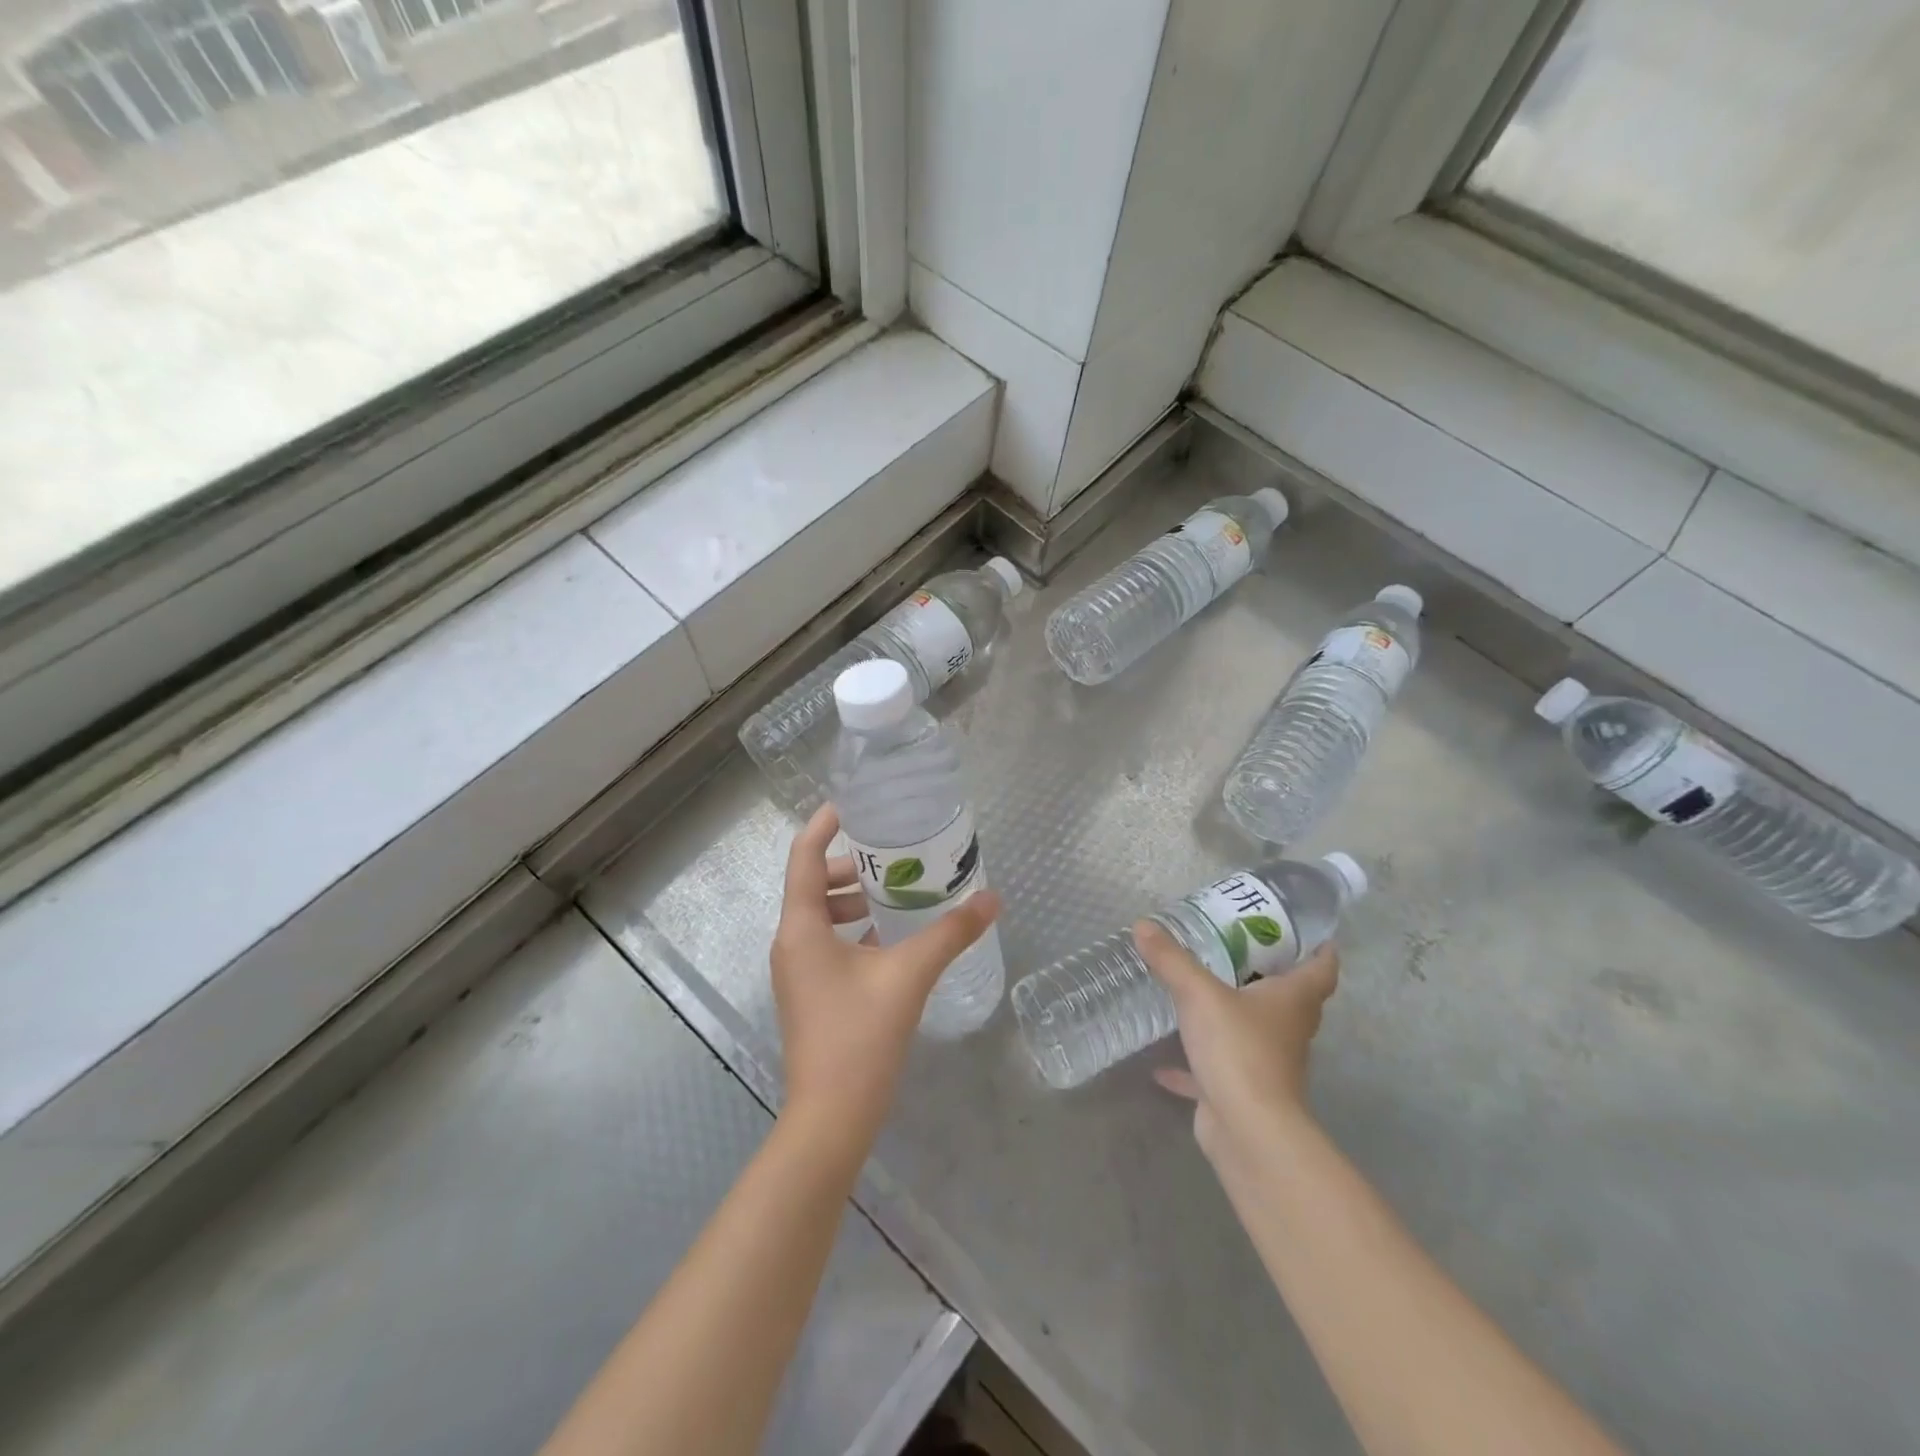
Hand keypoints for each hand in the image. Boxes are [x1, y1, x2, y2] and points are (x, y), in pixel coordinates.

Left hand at [771, 804, 1000, 1146]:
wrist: (830, 1118)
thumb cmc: (860, 1036)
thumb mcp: (909, 976)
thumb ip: (950, 933)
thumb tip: (993, 899)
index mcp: (801, 927)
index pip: (805, 856)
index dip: (825, 824)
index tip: (854, 804)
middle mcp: (791, 942)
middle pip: (814, 883)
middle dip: (852, 865)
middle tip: (895, 856)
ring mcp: (797, 971)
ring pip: (821, 915)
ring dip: (854, 899)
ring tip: (898, 895)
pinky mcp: (810, 993)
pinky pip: (827, 942)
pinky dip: (854, 929)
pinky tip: (892, 938)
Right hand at [1136, 920, 1338, 1160]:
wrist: (1248, 1130)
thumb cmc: (1238, 1049)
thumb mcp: (1199, 994)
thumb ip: (1171, 959)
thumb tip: (1143, 924)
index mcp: (1292, 1001)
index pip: (1321, 969)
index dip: (1321, 948)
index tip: (1310, 930)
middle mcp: (1287, 1030)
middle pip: (1290, 998)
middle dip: (1271, 973)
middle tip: (1240, 945)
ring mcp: (1267, 1064)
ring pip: (1256, 1032)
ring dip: (1236, 1015)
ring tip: (1205, 990)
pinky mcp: (1242, 1092)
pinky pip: (1217, 1070)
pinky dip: (1194, 1065)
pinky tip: (1162, 1063)